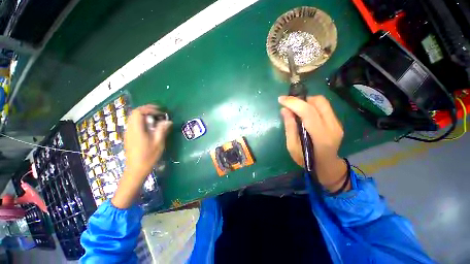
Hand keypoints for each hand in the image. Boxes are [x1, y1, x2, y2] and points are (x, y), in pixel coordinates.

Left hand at [112, 105, 171, 208]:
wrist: (136, 169)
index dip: (149, 109)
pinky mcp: (129, 136)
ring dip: (145, 115)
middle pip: (135, 113)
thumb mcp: (158, 143)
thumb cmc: (148, 156)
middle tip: (159, 113)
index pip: (139, 112)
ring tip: (156, 119)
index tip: (160, 112)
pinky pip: (134, 123)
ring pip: (134, 118)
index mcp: (137, 130)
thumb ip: (162, 130)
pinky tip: (151, 127)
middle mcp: (130, 129)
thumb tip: (168, 121)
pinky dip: (142, 121)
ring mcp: (128, 133)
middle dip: (147, 110)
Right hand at [279, 95, 347, 191]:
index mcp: (321, 137)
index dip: (293, 103)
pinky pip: (324, 107)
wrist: (327, 166)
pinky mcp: (337, 122)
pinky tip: (304, 113)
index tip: (281, 100)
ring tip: (296, 108)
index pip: (308, 112)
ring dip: (307, 101)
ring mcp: (337, 123)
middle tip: (289, 104)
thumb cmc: (306, 160)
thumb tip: (284, 110)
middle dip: (301, 99)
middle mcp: (333, 127)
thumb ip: (289, 128)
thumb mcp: (292, 147)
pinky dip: (311, 106)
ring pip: (322, 102)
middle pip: (319, 102)